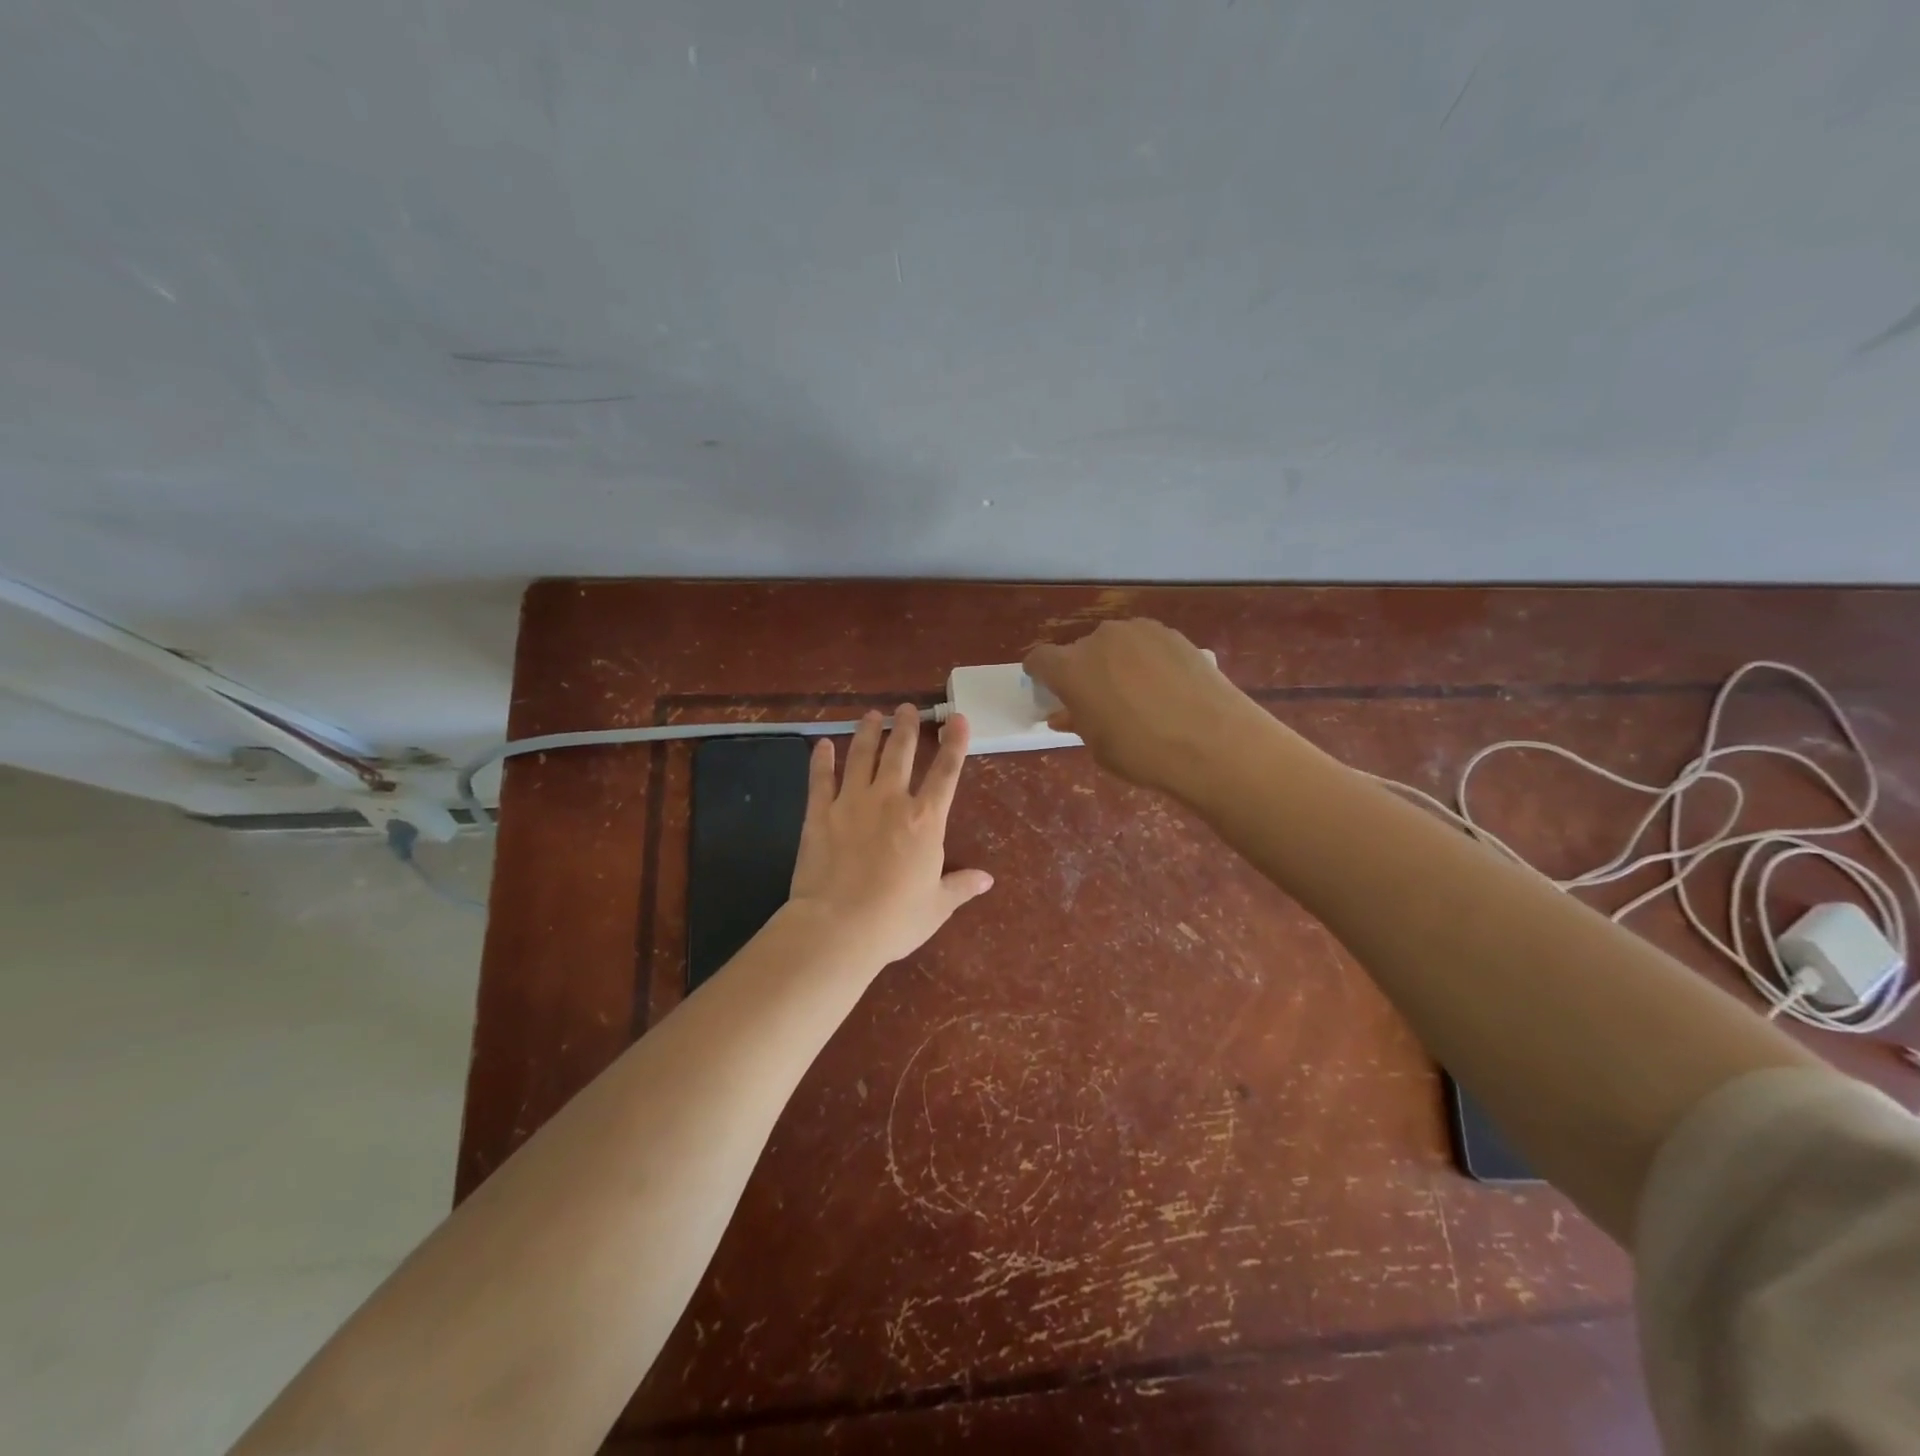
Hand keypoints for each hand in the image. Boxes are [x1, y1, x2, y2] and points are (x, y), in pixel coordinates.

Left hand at [786, 705, 992, 967]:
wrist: (838, 927)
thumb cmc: (895, 920)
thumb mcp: (936, 906)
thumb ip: (960, 886)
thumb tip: (987, 879)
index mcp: (925, 821)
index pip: (946, 773)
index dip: (954, 743)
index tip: (958, 718)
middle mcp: (891, 801)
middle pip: (900, 754)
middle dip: (906, 727)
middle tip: (906, 708)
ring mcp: (852, 803)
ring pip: (862, 756)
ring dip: (868, 733)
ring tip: (872, 715)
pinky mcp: (820, 813)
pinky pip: (821, 779)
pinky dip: (822, 760)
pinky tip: (823, 744)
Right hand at [1024, 619, 1257, 794]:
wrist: (1213, 742)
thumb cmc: (1142, 753)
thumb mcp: (1099, 746)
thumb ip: (1076, 721)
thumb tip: (1065, 713)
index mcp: (1071, 669)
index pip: (1039, 659)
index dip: (1040, 674)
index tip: (1048, 689)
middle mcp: (1099, 640)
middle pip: (1079, 651)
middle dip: (1082, 671)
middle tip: (1099, 700)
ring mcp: (1138, 632)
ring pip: (1114, 644)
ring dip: (1114, 662)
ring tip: (1136, 693)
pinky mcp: (1171, 633)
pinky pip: (1145, 643)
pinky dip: (1145, 659)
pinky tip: (1164, 686)